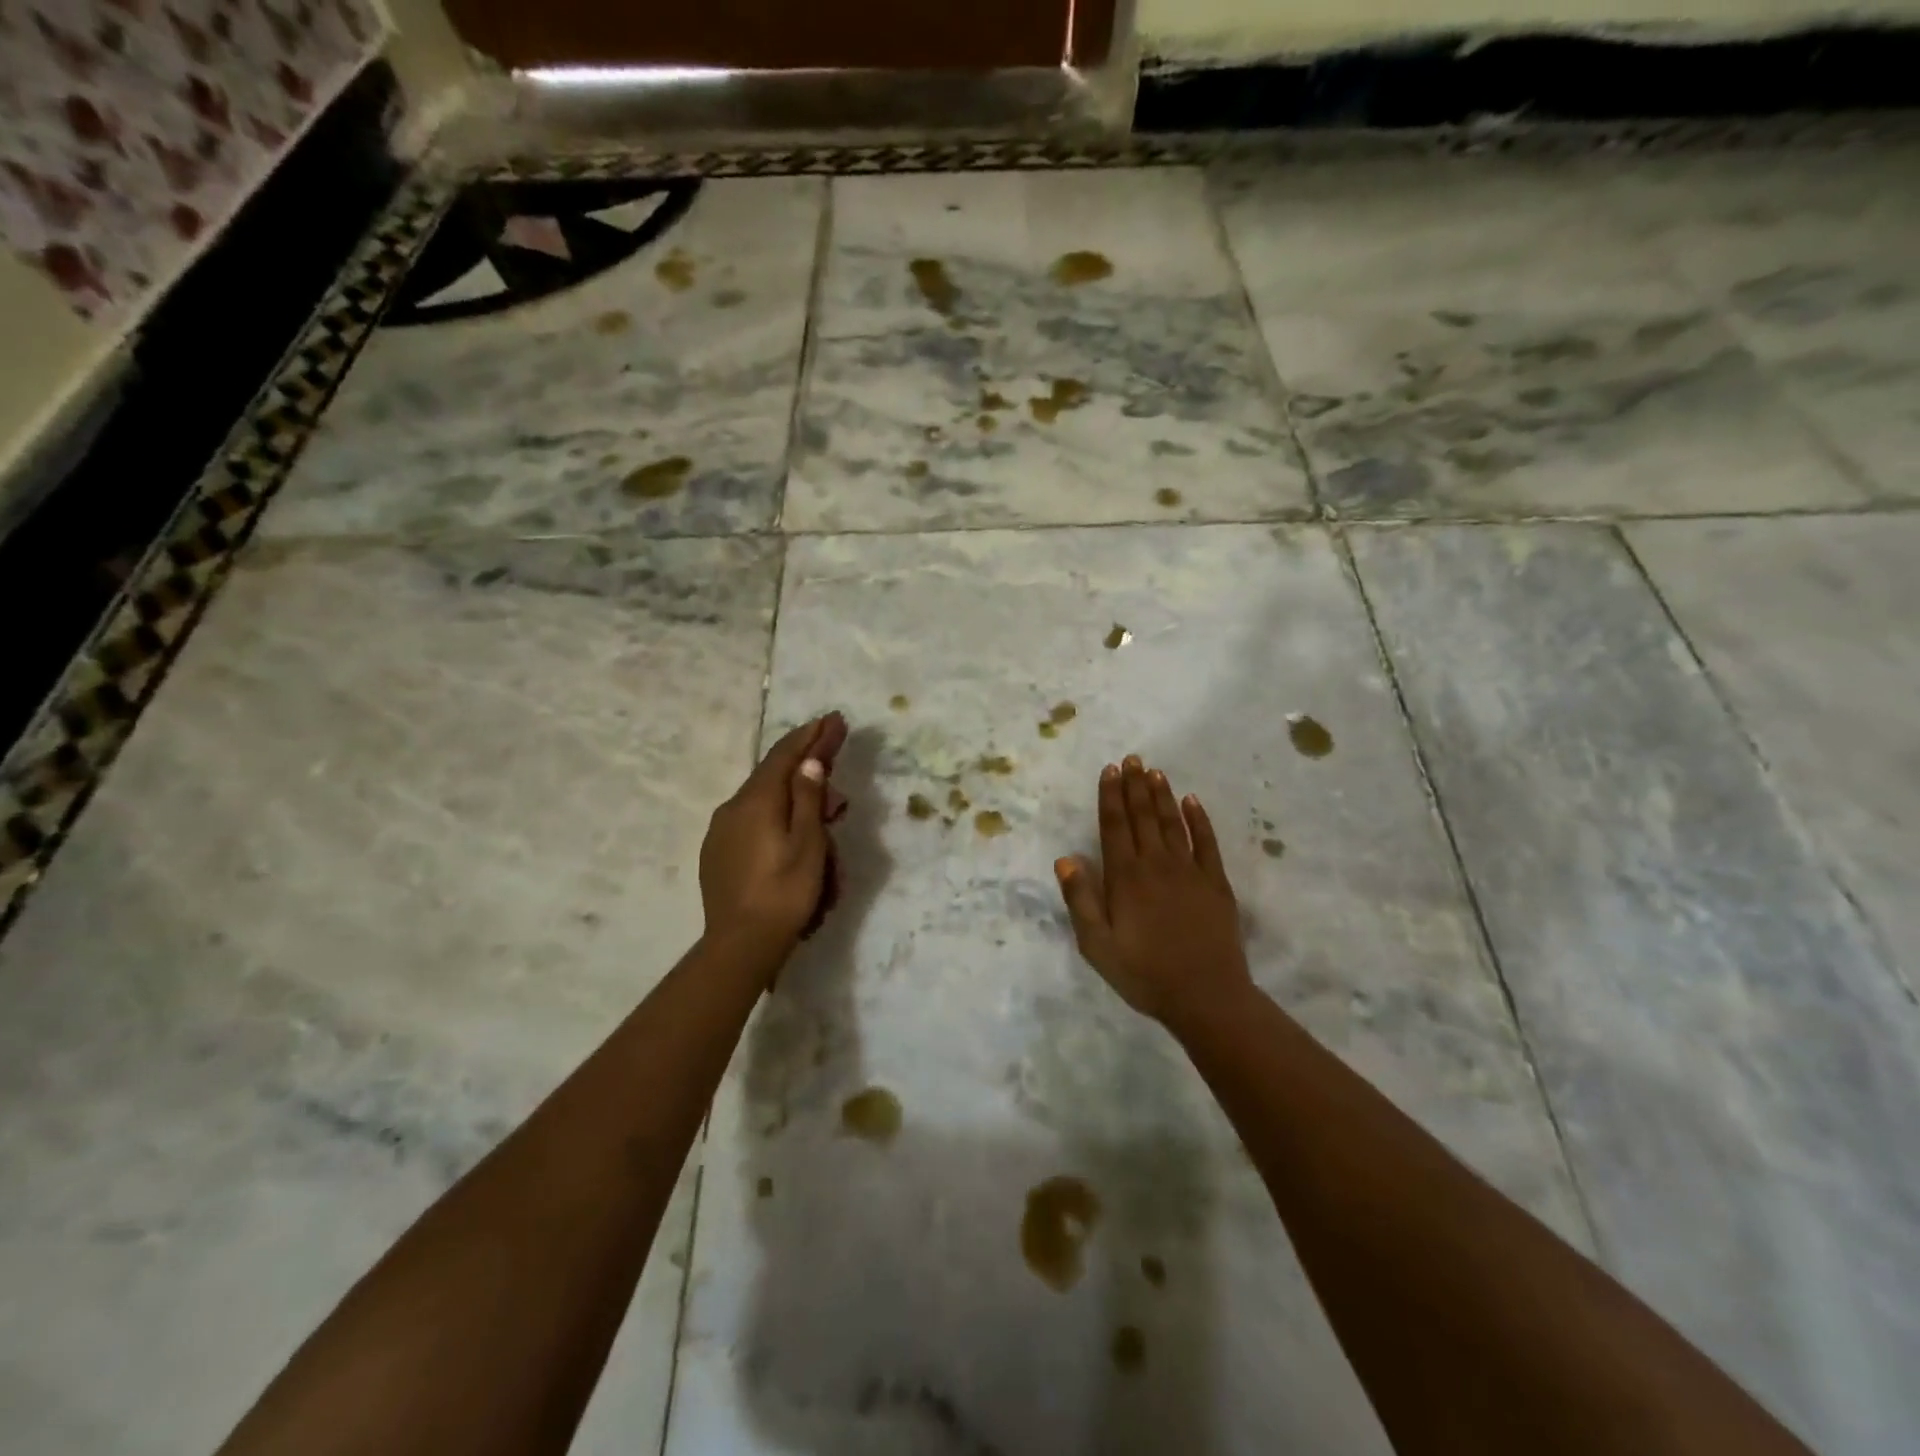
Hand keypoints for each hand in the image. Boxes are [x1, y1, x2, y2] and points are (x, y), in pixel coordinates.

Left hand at [700, 712, 848, 957]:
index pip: (786, 755)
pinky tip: (791, 839)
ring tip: (824, 826)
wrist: (739, 946)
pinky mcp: (718, 853)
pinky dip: (777, 821)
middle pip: (775, 777)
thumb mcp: (809, 844)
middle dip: (808, 772)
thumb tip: (809, 761)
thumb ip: (809, 799)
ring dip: (795, 803)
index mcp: (757, 800)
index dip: (811, 735)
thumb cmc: (784, 894)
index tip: (833, 718)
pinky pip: (752, 823)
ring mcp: (721, 831)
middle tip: (838, 787)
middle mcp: (733, 807)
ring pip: (764, 802)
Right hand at [1055, 756, 1251, 1026]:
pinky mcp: (1215, 883)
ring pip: (1172, 823)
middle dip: (1135, 785)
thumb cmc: (1144, 973)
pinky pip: (1206, 842)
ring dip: (1162, 795)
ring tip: (1154, 772)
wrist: (1205, 996)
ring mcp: (1189, 871)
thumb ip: (1080, 899)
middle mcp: (1156, 864)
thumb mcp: (1097, 945)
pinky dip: (1199, 819)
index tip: (1110, 770)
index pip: (1114, 826)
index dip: (1110, 796)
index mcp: (1125, 877)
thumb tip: (1065, 858)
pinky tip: (1192, 801)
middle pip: (1143, 816)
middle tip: (1132, 758)